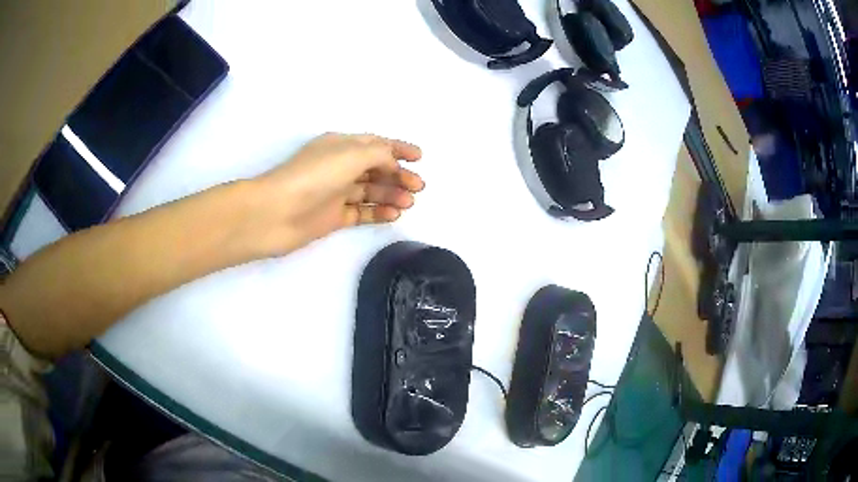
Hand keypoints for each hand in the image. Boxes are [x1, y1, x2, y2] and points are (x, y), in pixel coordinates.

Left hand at [249, 133, 423, 255]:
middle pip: (376, 169)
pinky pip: (362, 212)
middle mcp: (339, 167)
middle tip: (418, 187)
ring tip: (408, 203)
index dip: (399, 148)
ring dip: (392, 194)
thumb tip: (393, 163)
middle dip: (399, 175)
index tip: (420, 157)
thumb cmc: (314, 175)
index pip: (376, 144)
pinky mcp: (334, 217)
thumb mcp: (352, 154)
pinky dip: (378, 212)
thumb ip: (379, 154)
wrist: (276, 212)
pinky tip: (394, 215)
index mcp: (341, 146)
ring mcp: (336, 193)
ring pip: (371, 191)